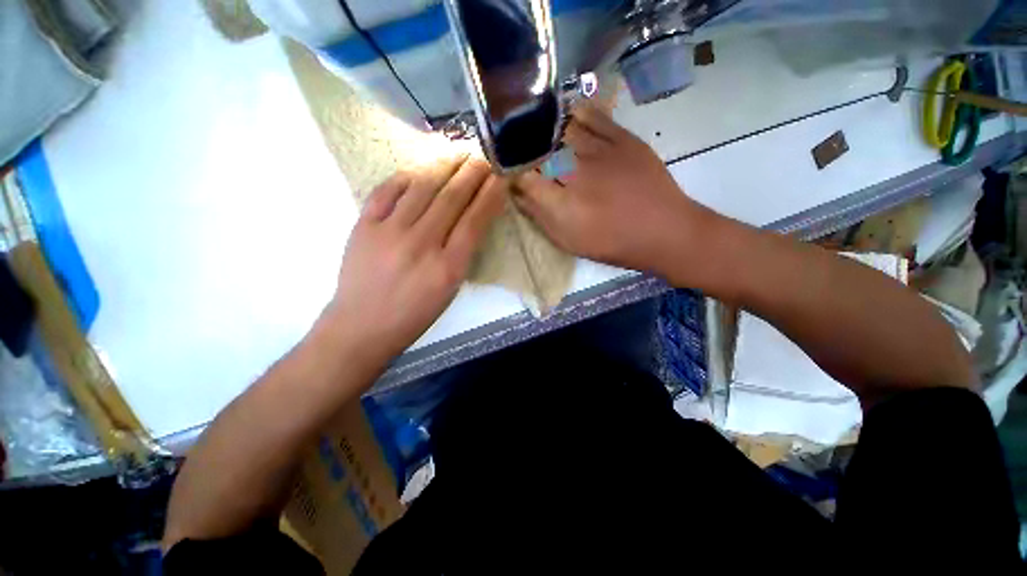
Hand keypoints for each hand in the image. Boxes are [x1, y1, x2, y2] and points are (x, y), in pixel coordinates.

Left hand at [327, 156, 504, 365]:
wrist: (362, 326)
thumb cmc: (414, 315)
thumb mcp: (450, 290)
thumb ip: (462, 253)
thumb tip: (471, 220)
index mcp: (448, 267)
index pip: (475, 220)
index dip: (490, 195)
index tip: (500, 178)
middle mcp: (422, 244)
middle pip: (452, 199)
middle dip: (472, 174)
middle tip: (483, 157)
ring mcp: (389, 232)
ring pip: (422, 188)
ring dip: (443, 167)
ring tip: (456, 153)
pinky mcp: (364, 226)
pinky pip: (387, 191)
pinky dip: (405, 177)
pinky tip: (418, 170)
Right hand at [513, 105, 708, 275]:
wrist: (663, 231)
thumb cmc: (612, 243)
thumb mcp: (569, 242)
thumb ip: (540, 218)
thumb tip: (517, 196)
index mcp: (563, 205)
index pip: (524, 178)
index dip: (511, 171)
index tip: (507, 169)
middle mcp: (577, 173)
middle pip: (539, 149)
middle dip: (523, 146)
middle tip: (517, 145)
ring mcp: (601, 152)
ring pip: (562, 128)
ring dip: (545, 127)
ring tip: (536, 126)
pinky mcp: (623, 138)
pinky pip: (593, 115)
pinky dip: (575, 112)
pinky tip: (567, 115)